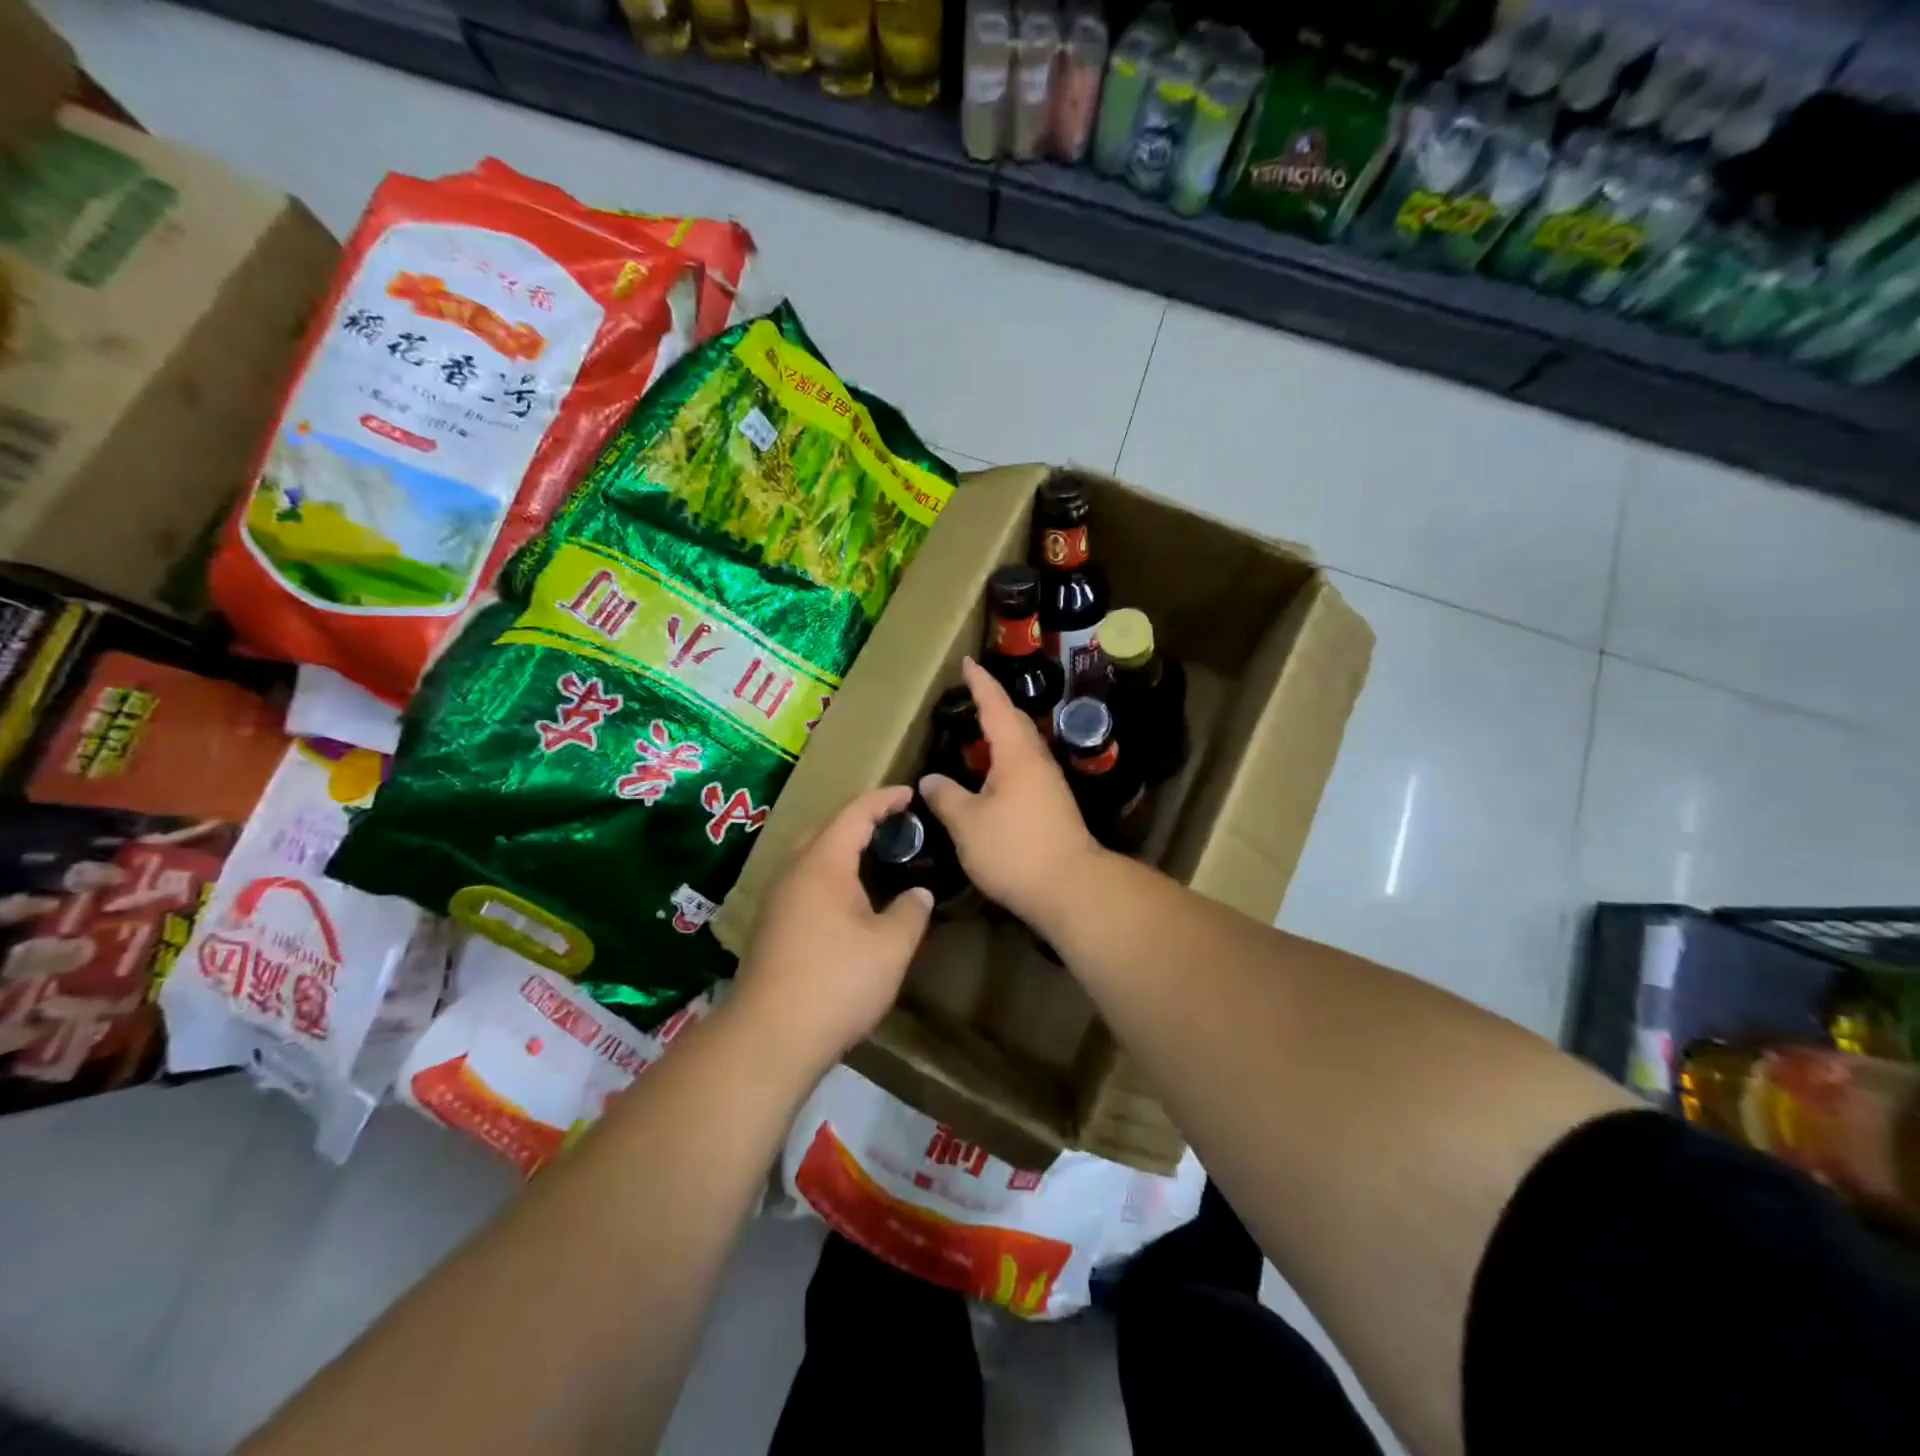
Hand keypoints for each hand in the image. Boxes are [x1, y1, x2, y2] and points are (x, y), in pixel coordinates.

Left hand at [731, 785, 932, 1073]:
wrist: (770, 1038)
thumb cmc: (837, 982)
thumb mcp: (891, 947)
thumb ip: (910, 912)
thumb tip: (918, 894)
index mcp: (822, 865)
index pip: (854, 813)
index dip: (884, 799)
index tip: (909, 792)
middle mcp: (793, 873)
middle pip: (826, 829)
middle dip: (859, 819)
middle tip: (893, 824)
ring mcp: (776, 901)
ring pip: (811, 858)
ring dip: (841, 849)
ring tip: (874, 858)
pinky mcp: (771, 927)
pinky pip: (804, 882)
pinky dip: (830, 876)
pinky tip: (848, 901)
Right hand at [919, 657, 1103, 933]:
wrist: (1070, 887)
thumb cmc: (1014, 849)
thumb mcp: (967, 823)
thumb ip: (946, 797)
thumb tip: (930, 780)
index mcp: (1016, 753)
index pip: (995, 706)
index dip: (980, 683)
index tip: (967, 662)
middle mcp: (1036, 760)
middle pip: (1013, 721)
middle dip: (992, 703)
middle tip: (970, 693)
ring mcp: (1048, 783)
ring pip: (1021, 745)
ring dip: (1000, 732)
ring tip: (977, 730)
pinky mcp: (1053, 805)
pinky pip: (1024, 767)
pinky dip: (1004, 759)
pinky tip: (991, 775)